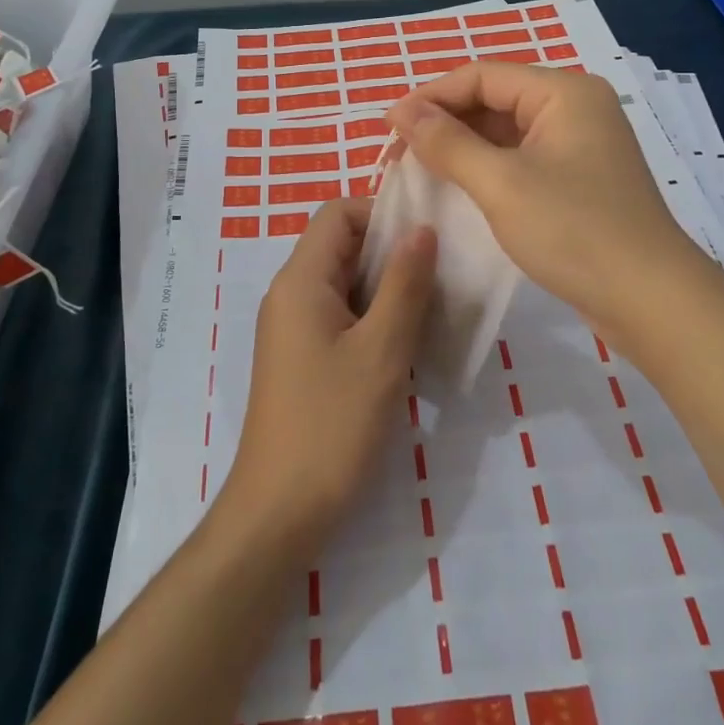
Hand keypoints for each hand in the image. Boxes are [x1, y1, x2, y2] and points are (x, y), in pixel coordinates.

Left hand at [221, 198, 436, 551]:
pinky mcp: (302, 359)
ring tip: (433, 311)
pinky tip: (408, 346)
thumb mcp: (382, 350)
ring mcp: (293, 329)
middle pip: (342, 247)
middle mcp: (290, 295)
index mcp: (301, 281)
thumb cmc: (333, 424)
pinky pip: (341, 317)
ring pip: (346, 285)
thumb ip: (405, 284)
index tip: (427, 240)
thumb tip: (422, 229)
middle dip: (392, 253)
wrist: (281, 511)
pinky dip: (374, 319)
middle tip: (441, 277)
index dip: (382, 214)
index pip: (338, 213)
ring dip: (388, 289)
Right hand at [389, 62, 712, 340]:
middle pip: (494, 100)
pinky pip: (522, 158)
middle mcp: (575, 107)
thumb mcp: (501, 183)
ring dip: (463, 146)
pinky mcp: (579, 178)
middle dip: (444, 122)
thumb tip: (401, 112)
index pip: (482, 76)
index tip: (388, 127)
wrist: (651, 300)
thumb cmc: (574, 231)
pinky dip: (487, 167)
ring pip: (506, 131)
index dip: (430, 97)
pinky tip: (459, 187)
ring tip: (420, 168)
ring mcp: (580, 144)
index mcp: (564, 92)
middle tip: (398, 153)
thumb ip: (447, 142)